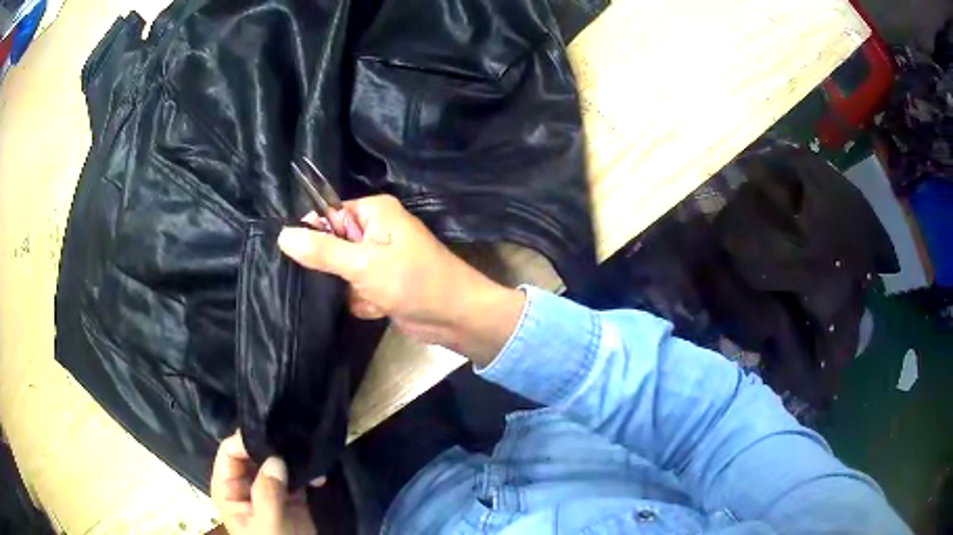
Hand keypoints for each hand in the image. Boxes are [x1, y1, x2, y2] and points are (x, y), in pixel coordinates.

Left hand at [210, 431, 316, 534]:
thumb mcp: (268, 526)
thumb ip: (267, 494)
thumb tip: (275, 459)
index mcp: (228, 489)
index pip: (229, 453)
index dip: (246, 441)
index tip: (272, 436)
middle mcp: (244, 484)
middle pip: (253, 453)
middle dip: (273, 446)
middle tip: (295, 440)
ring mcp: (268, 489)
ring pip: (275, 461)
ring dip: (293, 458)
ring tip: (310, 455)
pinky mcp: (290, 495)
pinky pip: (296, 475)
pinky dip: (307, 472)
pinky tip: (319, 475)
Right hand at [277, 195, 524, 365]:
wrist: (456, 317)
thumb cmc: (413, 281)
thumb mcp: (362, 264)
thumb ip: (322, 251)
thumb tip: (283, 235)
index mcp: (374, 212)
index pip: (328, 214)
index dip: (314, 235)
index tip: (301, 257)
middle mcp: (375, 231)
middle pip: (332, 245)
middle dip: (336, 270)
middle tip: (345, 280)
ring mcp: (379, 259)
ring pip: (342, 272)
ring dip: (351, 289)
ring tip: (370, 295)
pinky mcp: (382, 284)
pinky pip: (356, 290)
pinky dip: (364, 301)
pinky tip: (379, 308)